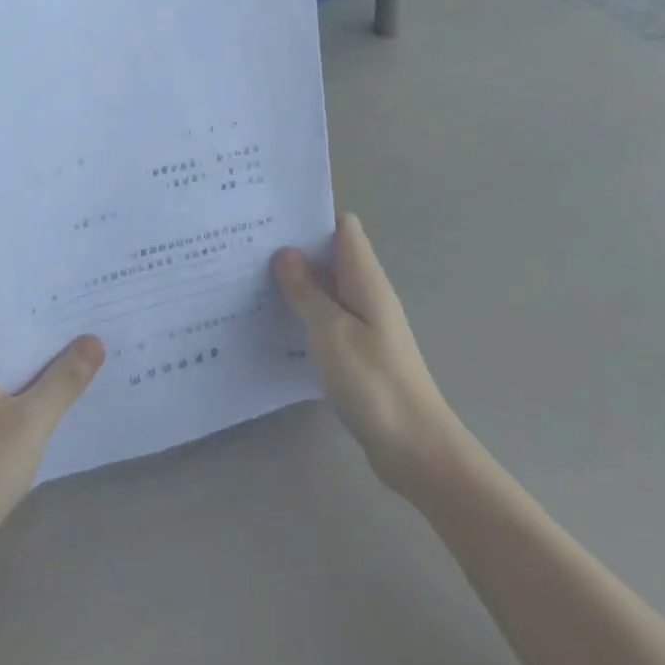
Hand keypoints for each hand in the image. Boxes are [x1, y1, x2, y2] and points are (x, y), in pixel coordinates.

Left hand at [0, 337, 104, 593]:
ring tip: (97, 366)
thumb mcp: (31, 420)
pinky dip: (43, 413)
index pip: (15, 329)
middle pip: (20, 358)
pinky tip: (73, 412)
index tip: (86, 308)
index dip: (50, 319)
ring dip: (52, 383)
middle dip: (57, 351)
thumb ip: (65, 379)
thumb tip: (95, 339)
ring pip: (22, 390)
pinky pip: (20, 417)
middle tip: (101, 332)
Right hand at [273, 213, 457, 498]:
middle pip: (331, 254)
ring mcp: (365, 323)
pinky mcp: (359, 350)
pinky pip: (327, 316)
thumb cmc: (374, 382)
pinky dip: (304, 311)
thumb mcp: (331, 331)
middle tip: (248, 245)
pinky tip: (275, 321)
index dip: (312, 215)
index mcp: (365, 278)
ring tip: (251, 278)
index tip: (273, 215)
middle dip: (295, 247)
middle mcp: (367, 293)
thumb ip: (307, 290)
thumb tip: (286, 252)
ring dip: (296, 281)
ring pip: (327, 286)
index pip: (343, 226)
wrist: (417, 449)